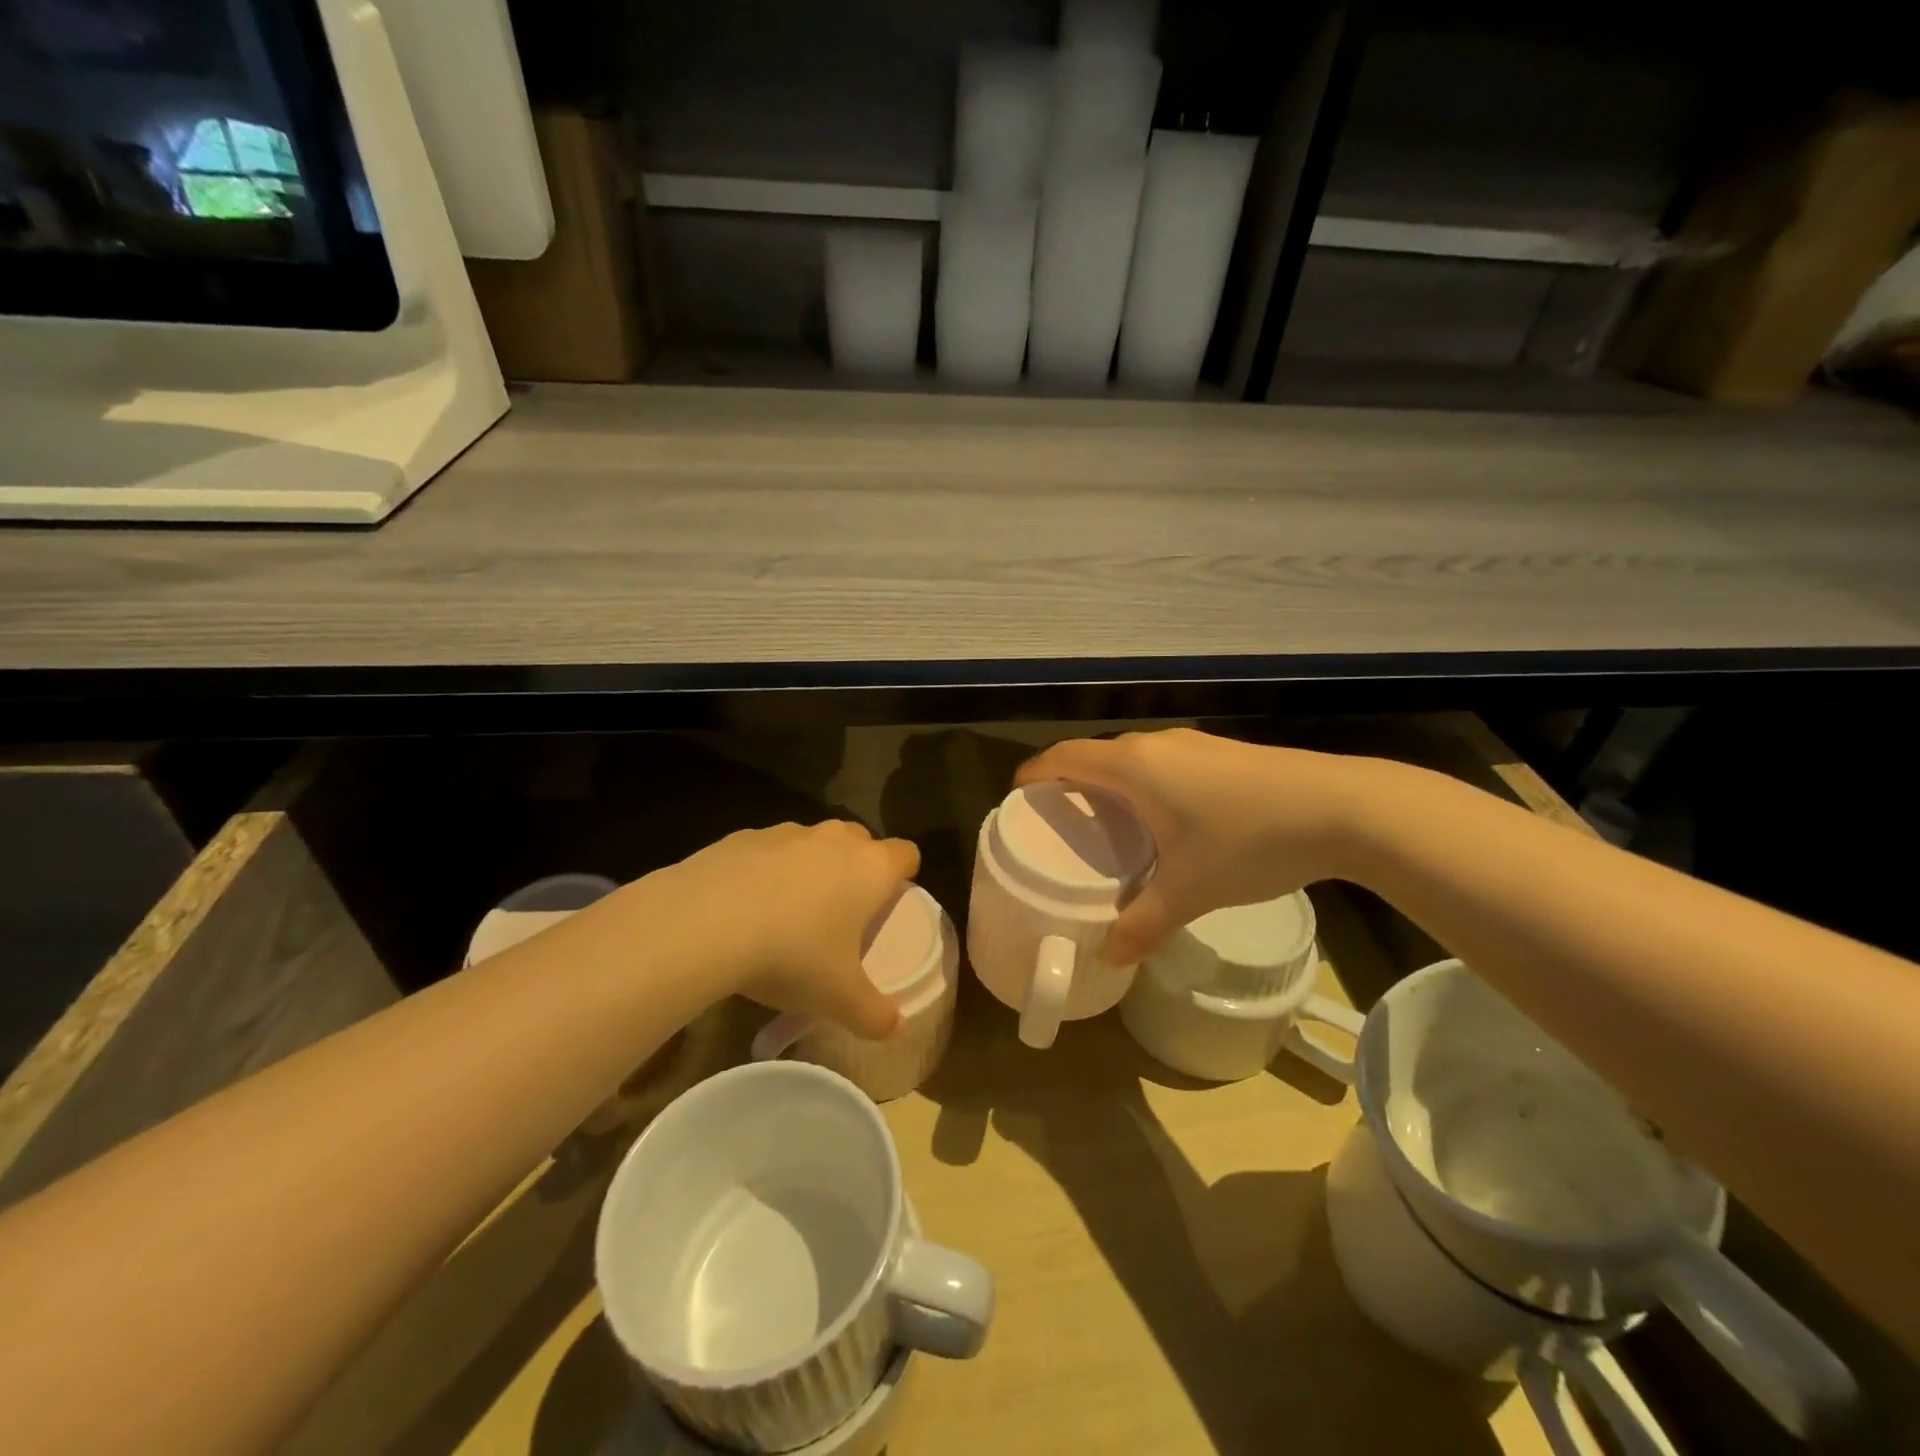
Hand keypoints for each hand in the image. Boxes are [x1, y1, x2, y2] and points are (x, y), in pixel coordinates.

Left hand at [653, 820, 920, 1038]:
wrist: (704, 923)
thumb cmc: (791, 955)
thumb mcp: (838, 998)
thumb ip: (874, 1014)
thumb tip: (896, 1030)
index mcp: (870, 869)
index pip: (906, 854)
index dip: (903, 875)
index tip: (889, 903)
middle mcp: (834, 840)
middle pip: (860, 841)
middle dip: (856, 867)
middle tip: (841, 912)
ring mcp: (786, 833)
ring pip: (812, 843)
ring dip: (809, 868)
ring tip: (787, 913)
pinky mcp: (742, 836)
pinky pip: (766, 850)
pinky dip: (764, 871)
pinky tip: (742, 908)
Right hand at [1015, 729, 1368, 963]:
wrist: (1341, 806)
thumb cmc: (1247, 841)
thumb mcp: (1189, 890)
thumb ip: (1143, 925)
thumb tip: (1109, 958)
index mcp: (1133, 767)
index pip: (1065, 758)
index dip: (1036, 773)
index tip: (1019, 795)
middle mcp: (1156, 745)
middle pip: (1096, 755)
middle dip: (1072, 781)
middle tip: (1062, 821)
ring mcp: (1194, 744)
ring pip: (1134, 758)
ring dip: (1113, 782)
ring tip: (1110, 822)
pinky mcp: (1224, 752)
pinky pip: (1165, 763)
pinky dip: (1147, 783)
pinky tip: (1166, 818)